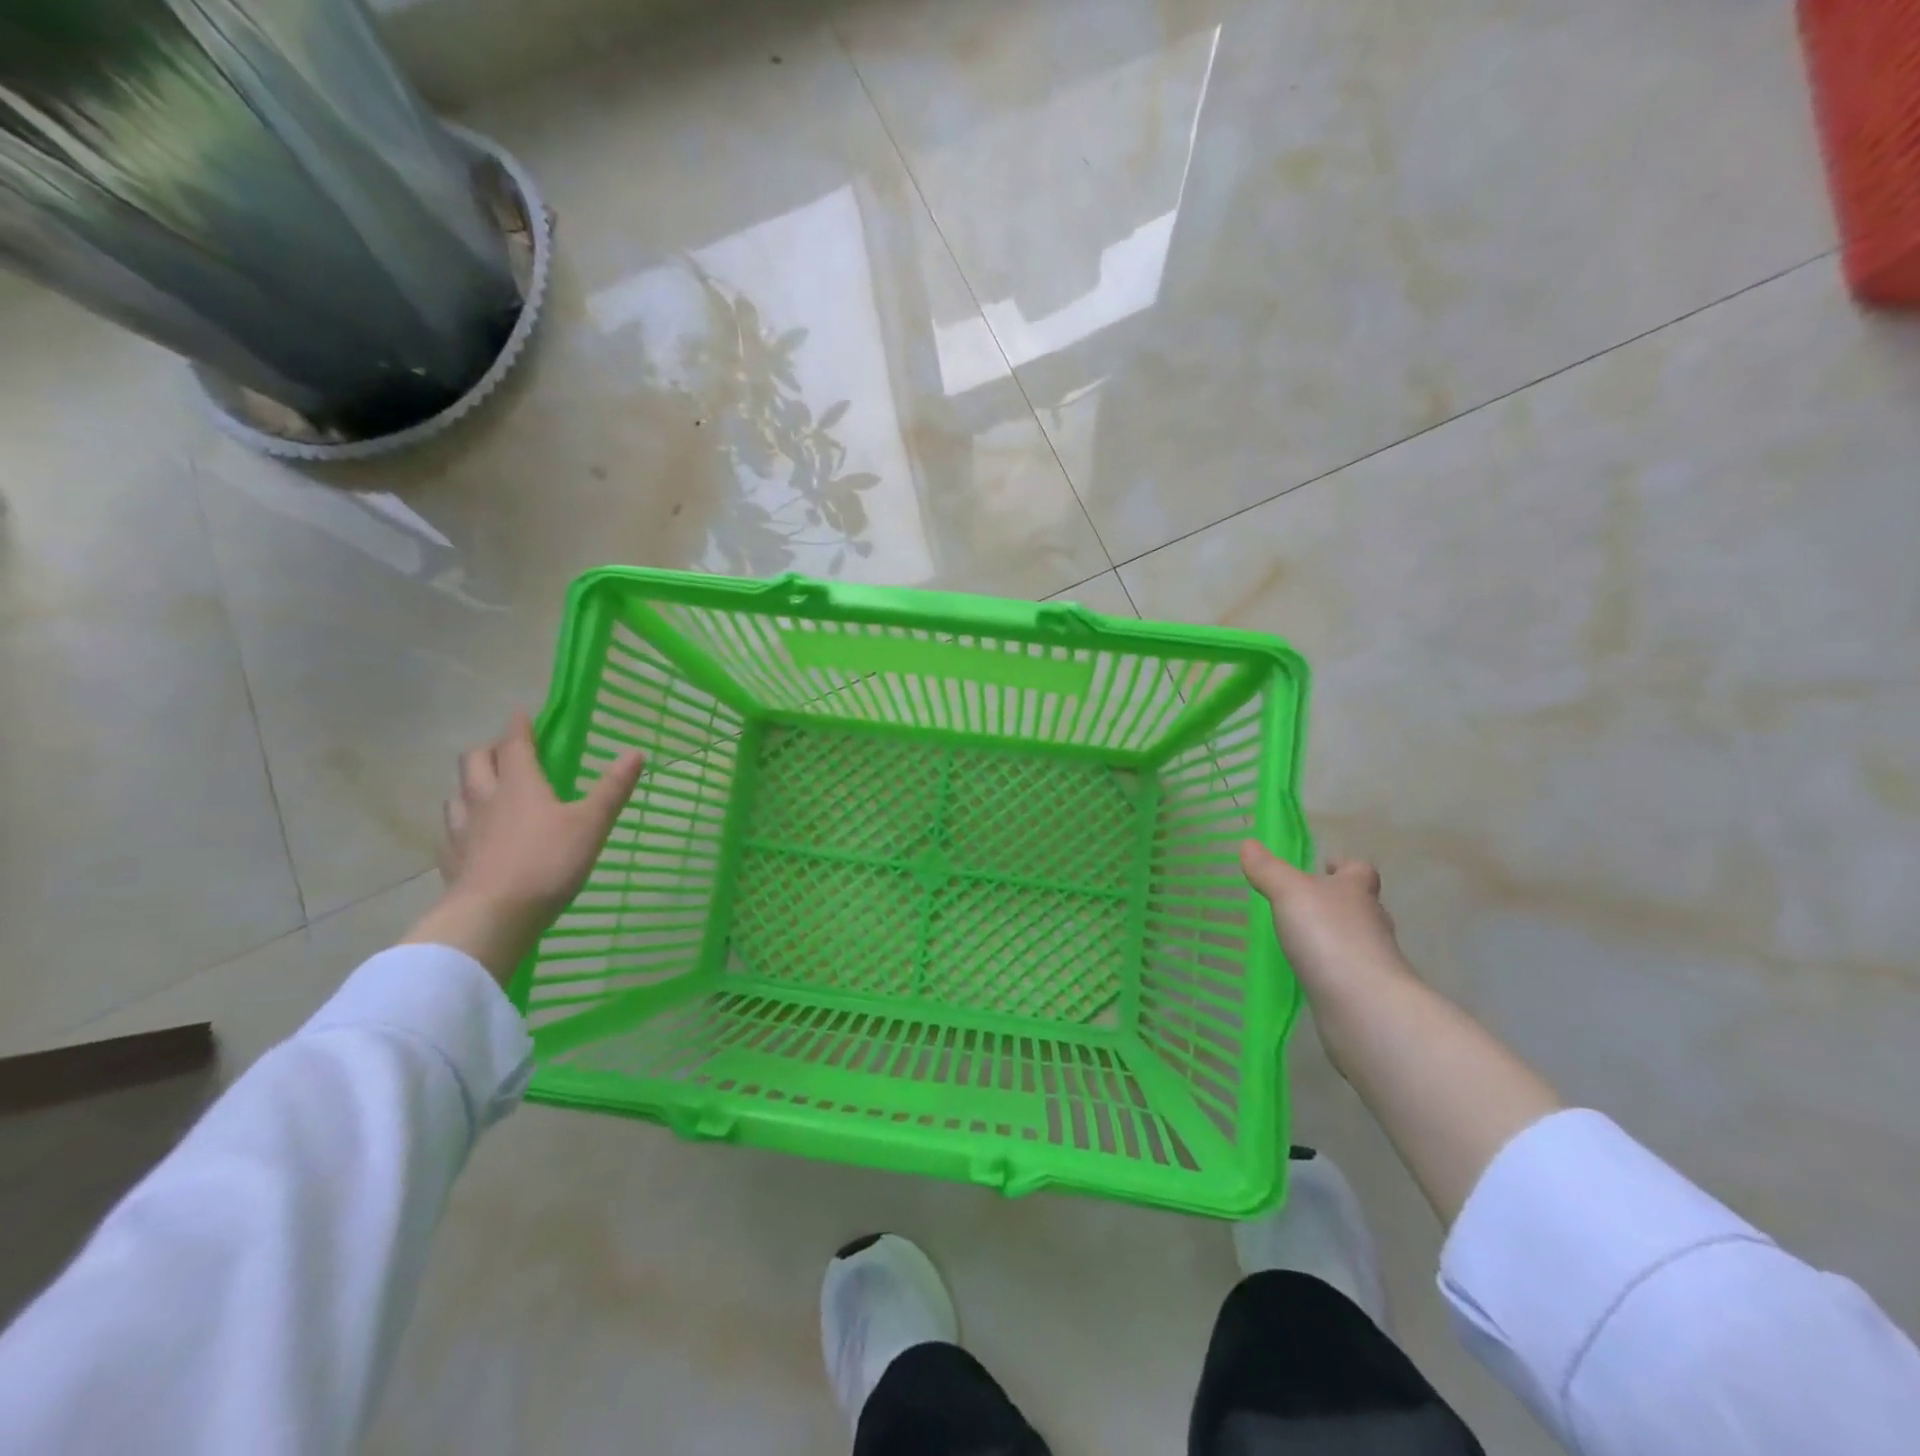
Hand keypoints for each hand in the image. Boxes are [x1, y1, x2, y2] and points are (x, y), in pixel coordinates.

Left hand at [400, 711, 645, 984]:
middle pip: (474, 762)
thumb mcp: (591, 823)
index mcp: (519, 784)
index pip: (514, 744)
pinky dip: (461, 825)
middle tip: (505, 752)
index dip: (519, 727)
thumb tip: (635, 752)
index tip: (521, 713)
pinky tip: (472, 838)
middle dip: (488, 751)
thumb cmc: (547, 862)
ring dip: (470, 786)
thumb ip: (612, 788)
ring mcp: (462, 831)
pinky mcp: (451, 861)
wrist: (493, 916)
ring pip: (457, 795)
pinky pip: (451, 833)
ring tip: (485, 793)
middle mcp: (485, 799)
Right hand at [1239, 841, 1413, 1008]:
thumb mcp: (1289, 892)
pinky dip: (1331, 969)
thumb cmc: (1329, 935)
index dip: (1344, 865)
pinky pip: (1347, 972)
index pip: (1359, 870)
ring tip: (1301, 939)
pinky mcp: (1367, 992)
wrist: (1364, 1005)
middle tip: (1306, 903)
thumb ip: (1268, 870)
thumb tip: (1248, 843)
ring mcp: (1374, 960)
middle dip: (1338, 901)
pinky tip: (1308, 973)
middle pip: (1360, 904)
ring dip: (1334, 937)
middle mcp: (1372, 922)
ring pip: (1356, 939)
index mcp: (1356, 891)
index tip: (1325, 865)